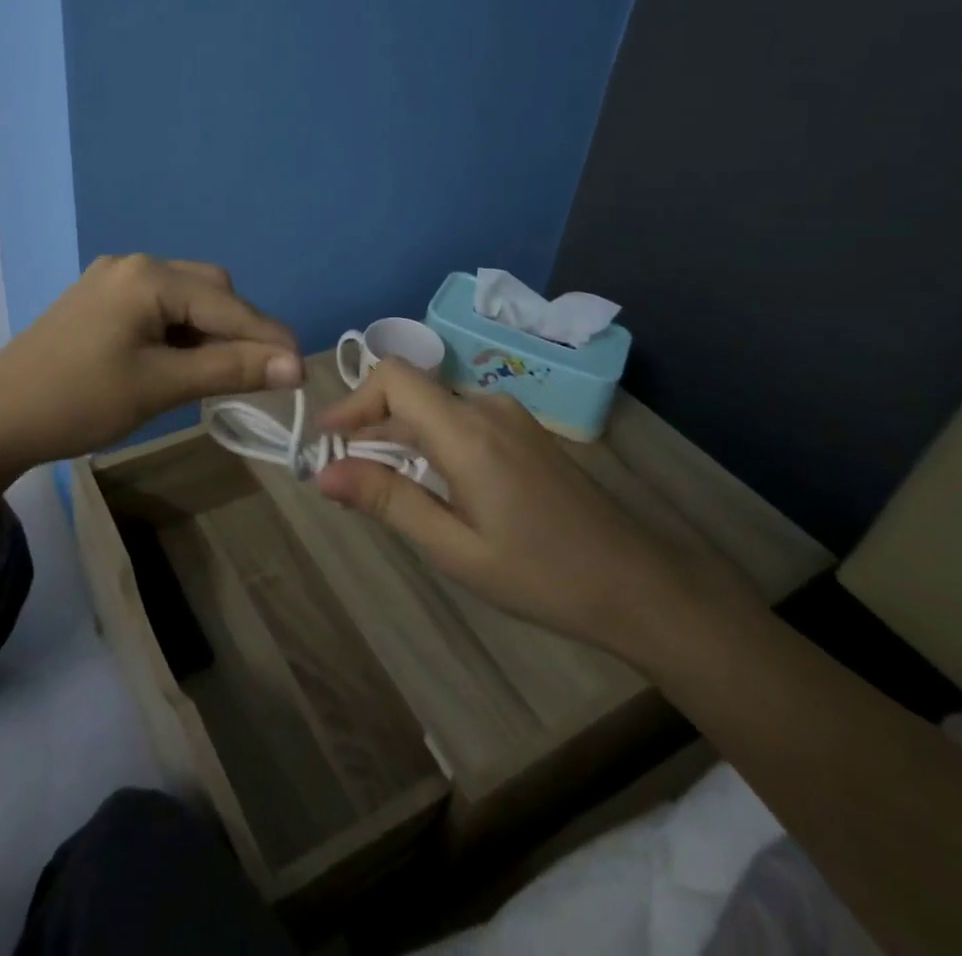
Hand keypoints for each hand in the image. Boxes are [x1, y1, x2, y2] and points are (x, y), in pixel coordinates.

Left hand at [0, 255, 301, 475]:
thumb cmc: (79, 401)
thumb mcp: (160, 386)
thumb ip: (229, 369)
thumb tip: (294, 366)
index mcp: (148, 277)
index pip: (227, 304)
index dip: (268, 338)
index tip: (302, 370)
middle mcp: (133, 265)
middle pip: (209, 290)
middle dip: (239, 330)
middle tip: (259, 373)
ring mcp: (112, 280)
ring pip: (185, 298)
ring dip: (210, 331)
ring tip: (221, 372)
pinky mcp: (98, 301)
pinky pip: (158, 307)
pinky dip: (180, 332)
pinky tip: (181, 362)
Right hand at [315, 360, 709, 653]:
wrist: (637, 584)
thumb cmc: (541, 575)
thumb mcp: (454, 548)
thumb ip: (388, 501)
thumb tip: (323, 472)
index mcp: (468, 432)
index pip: (394, 377)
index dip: (353, 400)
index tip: (327, 441)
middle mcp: (487, 407)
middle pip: (410, 393)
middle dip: (370, 427)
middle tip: (345, 477)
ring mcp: (509, 415)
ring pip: (433, 408)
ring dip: (400, 437)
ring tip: (385, 488)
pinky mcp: (522, 429)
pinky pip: (459, 420)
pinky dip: (430, 441)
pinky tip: (433, 486)